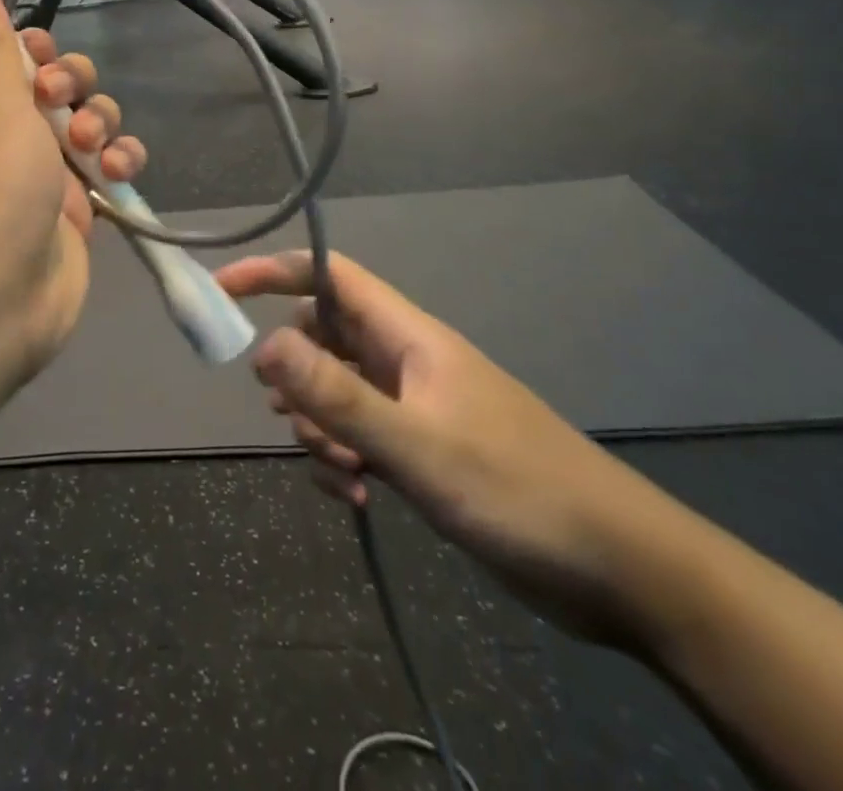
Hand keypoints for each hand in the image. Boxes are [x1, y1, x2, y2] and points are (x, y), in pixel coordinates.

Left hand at [0, 0, 145, 389]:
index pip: (13, 60)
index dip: (38, 53)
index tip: (46, 62)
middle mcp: (8, 136)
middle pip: (59, 88)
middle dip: (75, 88)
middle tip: (65, 106)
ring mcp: (45, 175)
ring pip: (91, 126)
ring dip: (102, 125)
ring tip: (94, 151)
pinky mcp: (78, 210)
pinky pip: (109, 169)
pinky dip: (119, 164)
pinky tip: (118, 175)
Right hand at [218, 251, 696, 649]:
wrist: (620, 570)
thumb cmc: (517, 491)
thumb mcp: (416, 447)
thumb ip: (337, 396)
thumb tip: (263, 345)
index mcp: (408, 337)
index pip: (329, 276)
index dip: (274, 271)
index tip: (223, 292)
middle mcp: (405, 361)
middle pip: (324, 336)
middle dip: (296, 370)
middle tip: (288, 411)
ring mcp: (414, 406)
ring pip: (337, 392)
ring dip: (320, 425)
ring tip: (338, 471)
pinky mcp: (423, 450)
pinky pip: (360, 436)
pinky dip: (344, 458)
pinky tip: (354, 497)